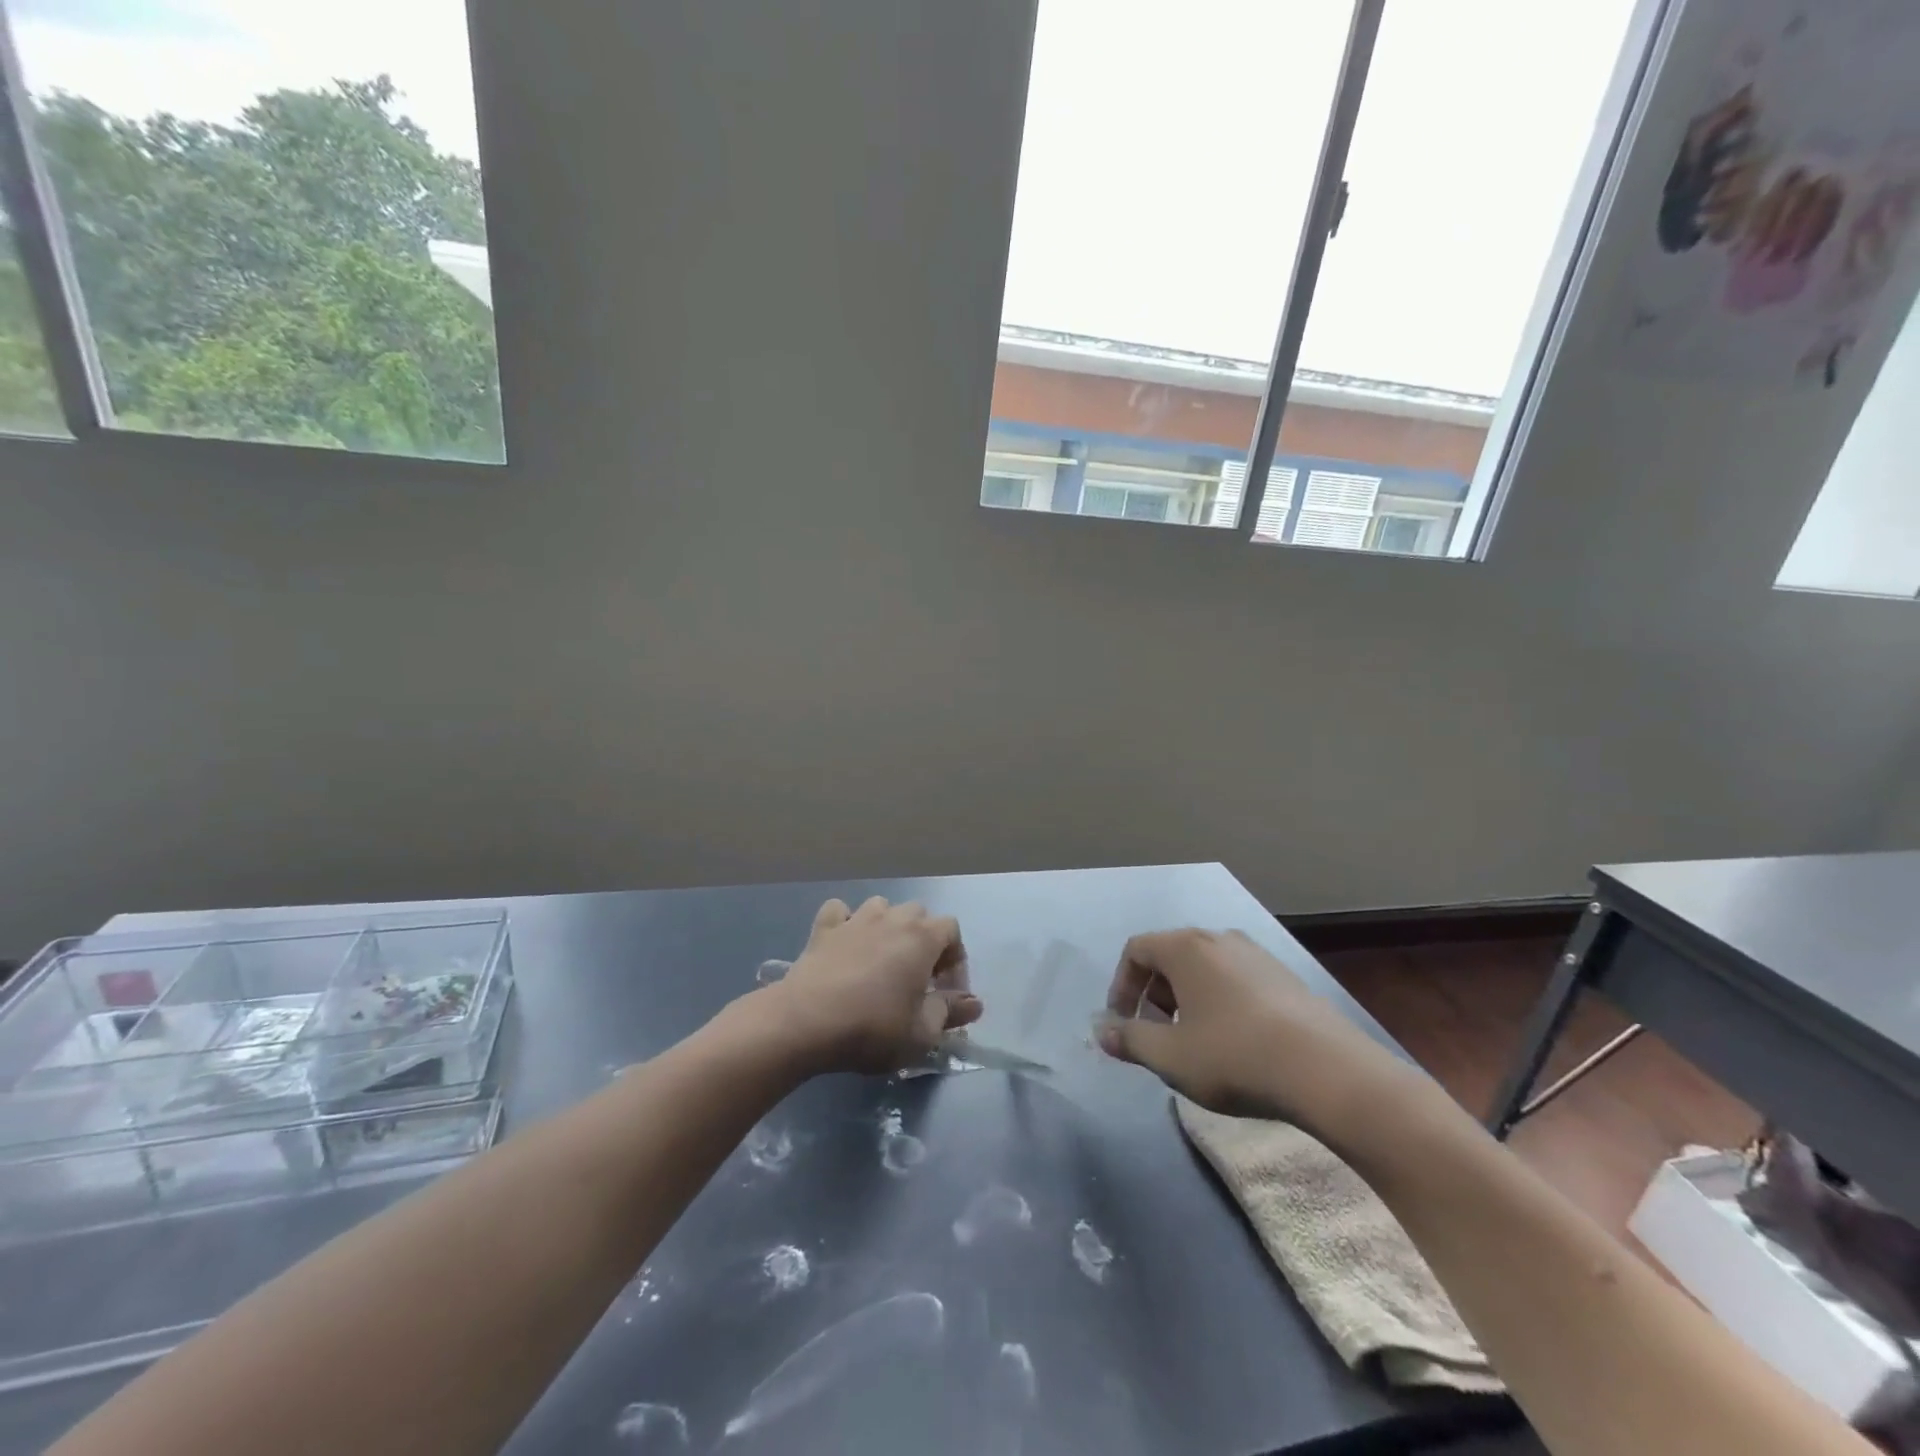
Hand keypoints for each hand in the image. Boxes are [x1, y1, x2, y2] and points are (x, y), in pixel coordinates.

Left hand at [765, 897, 981, 1074]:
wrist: (806, 1022)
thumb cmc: (873, 1027)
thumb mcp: (922, 1033)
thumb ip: (950, 1012)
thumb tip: (974, 1002)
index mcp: (922, 938)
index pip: (952, 929)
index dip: (955, 958)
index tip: (947, 991)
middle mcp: (892, 919)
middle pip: (918, 914)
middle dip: (924, 940)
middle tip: (918, 977)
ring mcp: (855, 920)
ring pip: (881, 906)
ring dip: (887, 926)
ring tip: (882, 958)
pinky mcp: (823, 929)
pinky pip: (839, 912)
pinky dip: (845, 923)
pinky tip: (844, 944)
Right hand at [1096, 929, 1407, 1129]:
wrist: (1327, 1071)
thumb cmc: (1234, 1056)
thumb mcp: (1170, 1056)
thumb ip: (1130, 1040)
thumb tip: (1101, 1032)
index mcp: (1185, 947)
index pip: (1136, 949)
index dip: (1121, 985)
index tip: (1124, 1022)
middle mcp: (1219, 938)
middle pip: (1170, 955)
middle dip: (1153, 993)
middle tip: (1156, 1033)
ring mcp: (1256, 954)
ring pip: (1204, 967)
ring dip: (1187, 998)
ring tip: (1194, 1040)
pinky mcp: (1285, 976)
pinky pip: (1235, 978)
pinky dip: (1219, 1000)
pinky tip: (1235, 1041)